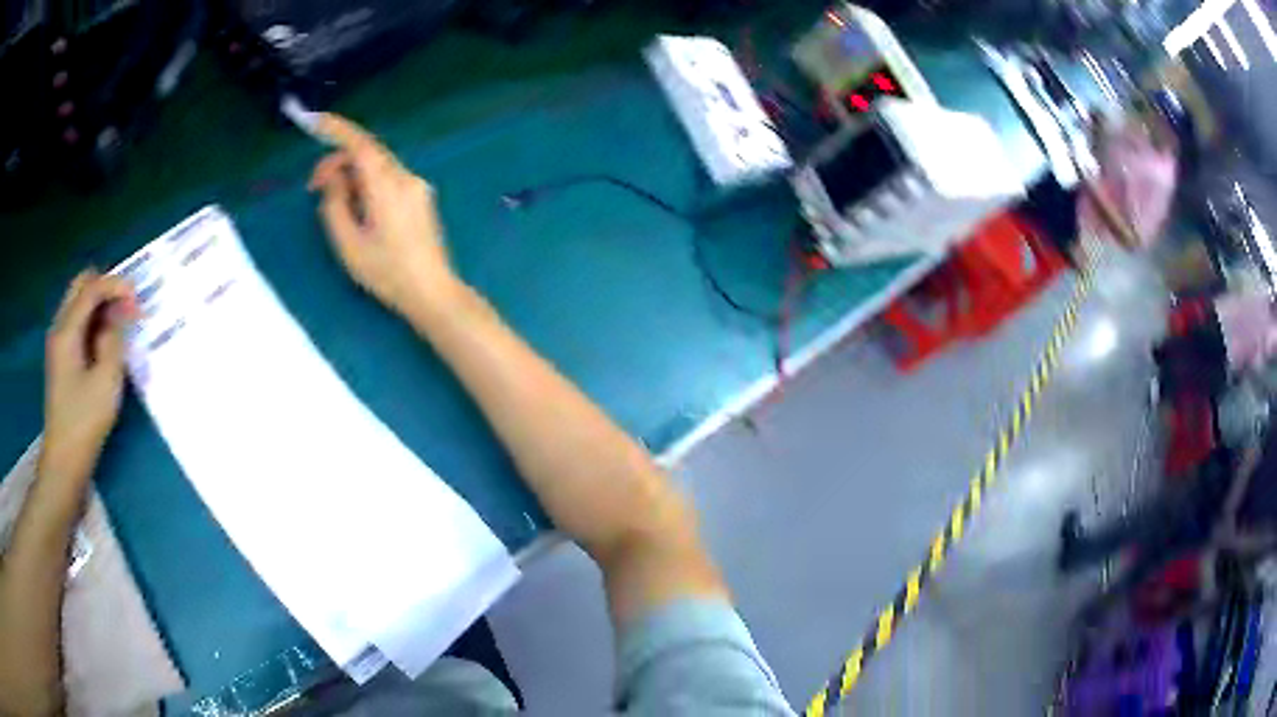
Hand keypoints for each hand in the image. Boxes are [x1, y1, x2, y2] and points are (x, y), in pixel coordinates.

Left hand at [39, 271, 136, 483]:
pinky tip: (105, 343)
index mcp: (67, 329)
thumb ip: (114, 340)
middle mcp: (59, 327)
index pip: (92, 287)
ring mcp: (58, 344)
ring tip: (119, 326)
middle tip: (126, 309)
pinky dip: (93, 323)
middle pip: (81, 286)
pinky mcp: (61, 360)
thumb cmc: (84, 423)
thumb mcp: (106, 382)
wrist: (63, 463)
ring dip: (100, 306)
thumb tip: (118, 315)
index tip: (137, 300)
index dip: (116, 286)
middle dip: (106, 289)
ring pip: (79, 303)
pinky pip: (77, 324)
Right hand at [308, 114, 459, 317]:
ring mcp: (417, 187)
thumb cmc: (386, 272)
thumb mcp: (348, 243)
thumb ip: (335, 204)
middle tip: (313, 189)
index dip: (337, 129)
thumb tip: (333, 178)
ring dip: (352, 176)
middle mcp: (406, 178)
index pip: (360, 145)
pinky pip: (388, 179)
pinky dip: (367, 184)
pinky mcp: (420, 198)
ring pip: (377, 167)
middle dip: (338, 163)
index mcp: (387, 186)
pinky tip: (358, 210)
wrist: (432, 291)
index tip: (315, 122)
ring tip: (335, 206)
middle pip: (368, 154)